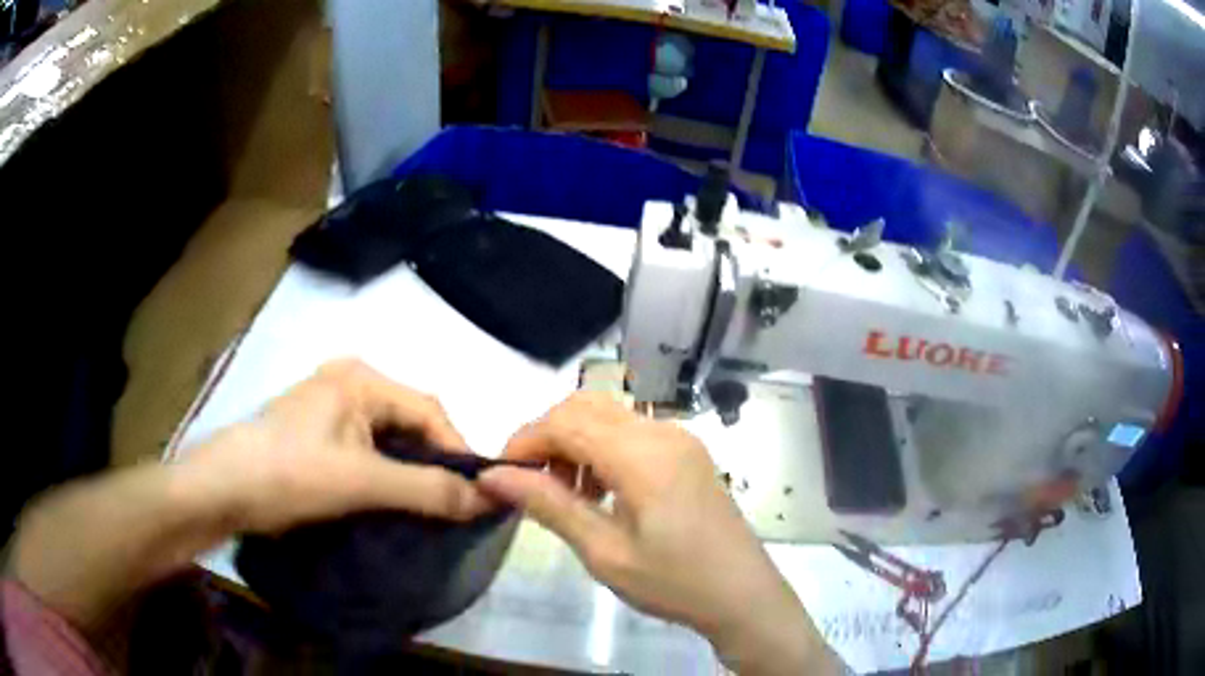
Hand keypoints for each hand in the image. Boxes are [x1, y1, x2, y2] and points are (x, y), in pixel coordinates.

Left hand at [184, 358, 491, 532]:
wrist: (222, 489)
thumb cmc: (290, 474)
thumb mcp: (362, 483)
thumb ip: (427, 490)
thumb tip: (490, 498)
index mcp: (360, 378)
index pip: (430, 410)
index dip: (458, 452)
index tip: (477, 495)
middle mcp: (348, 382)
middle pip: (409, 421)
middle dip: (434, 462)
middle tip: (453, 504)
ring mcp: (329, 406)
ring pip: (388, 437)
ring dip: (409, 470)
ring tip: (427, 506)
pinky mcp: (317, 430)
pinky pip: (367, 447)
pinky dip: (385, 472)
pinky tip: (390, 499)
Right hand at [478, 393, 838, 675]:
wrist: (742, 595)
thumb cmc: (673, 582)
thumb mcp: (604, 551)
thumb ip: (549, 505)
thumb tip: (494, 476)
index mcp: (643, 454)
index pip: (565, 422)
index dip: (525, 441)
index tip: (500, 475)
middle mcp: (662, 431)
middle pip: (586, 407)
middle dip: (547, 437)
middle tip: (531, 484)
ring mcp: (679, 438)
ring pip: (608, 416)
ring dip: (575, 442)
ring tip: (566, 494)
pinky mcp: (687, 452)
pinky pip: (632, 432)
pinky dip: (602, 449)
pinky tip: (600, 492)